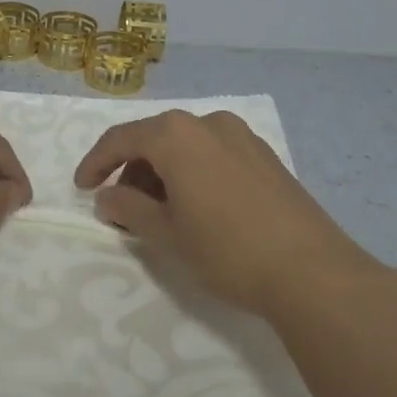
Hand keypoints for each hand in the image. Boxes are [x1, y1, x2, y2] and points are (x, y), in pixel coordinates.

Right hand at [74, 110, 388, 315]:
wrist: (313, 272)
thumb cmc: (226, 249)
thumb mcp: (166, 233)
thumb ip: (127, 209)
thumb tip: (106, 197)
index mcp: (176, 134)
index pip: (121, 139)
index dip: (95, 163)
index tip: (82, 189)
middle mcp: (208, 123)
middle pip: (154, 139)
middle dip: (131, 172)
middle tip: (121, 210)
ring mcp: (242, 137)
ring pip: (185, 147)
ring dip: (162, 174)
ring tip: (158, 214)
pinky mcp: (265, 157)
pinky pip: (213, 155)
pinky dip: (192, 174)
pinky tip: (195, 209)